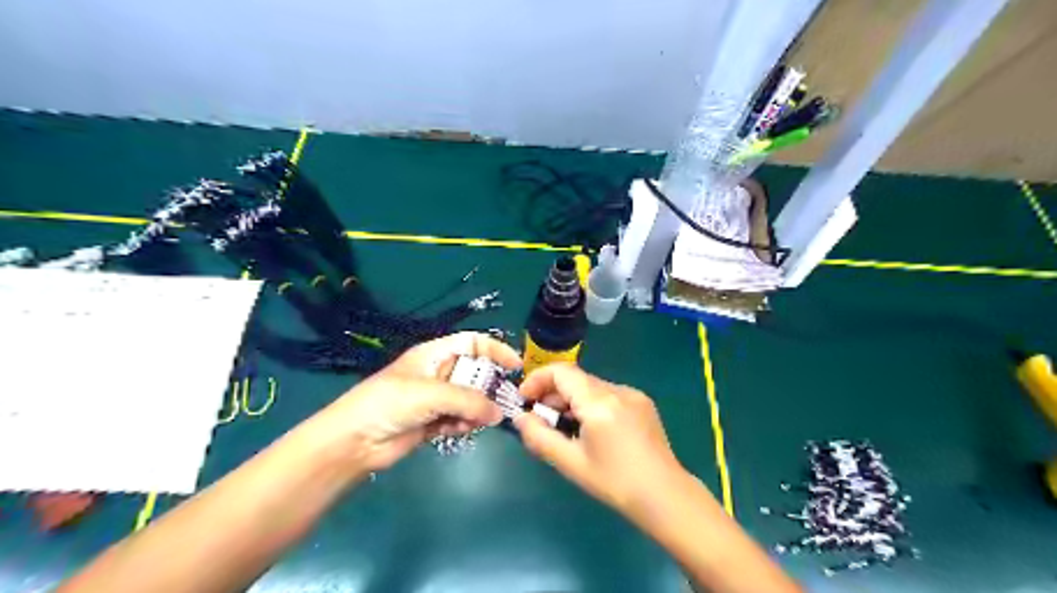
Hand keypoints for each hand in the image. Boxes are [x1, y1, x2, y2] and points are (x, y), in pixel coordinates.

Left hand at [307, 333, 519, 476]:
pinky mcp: (432, 422)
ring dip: (476, 411)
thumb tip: (498, 413)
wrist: (353, 441)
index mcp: (434, 354)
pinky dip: (464, 425)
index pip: (473, 343)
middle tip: (501, 403)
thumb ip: (469, 401)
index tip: (516, 366)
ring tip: (473, 422)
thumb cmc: (390, 403)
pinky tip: (458, 431)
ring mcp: (435, 399)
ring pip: (470, 400)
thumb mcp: (431, 393)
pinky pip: (459, 419)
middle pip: (475, 373)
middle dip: (488, 387)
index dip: (495, 350)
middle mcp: (437, 373)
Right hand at [512, 362, 684, 512]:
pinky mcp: (642, 402)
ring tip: (564, 426)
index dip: (537, 380)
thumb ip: (539, 437)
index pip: (561, 372)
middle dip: (552, 393)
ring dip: (571, 399)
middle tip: (540, 418)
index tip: (524, 398)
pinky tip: (590, 428)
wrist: (664, 496)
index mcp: (599, 403)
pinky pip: (608, 394)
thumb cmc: (614, 482)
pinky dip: (590, 403)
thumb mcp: (571, 463)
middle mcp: (617, 390)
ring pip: (591, 386)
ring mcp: (633, 394)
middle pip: (576, 378)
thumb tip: (520, 418)